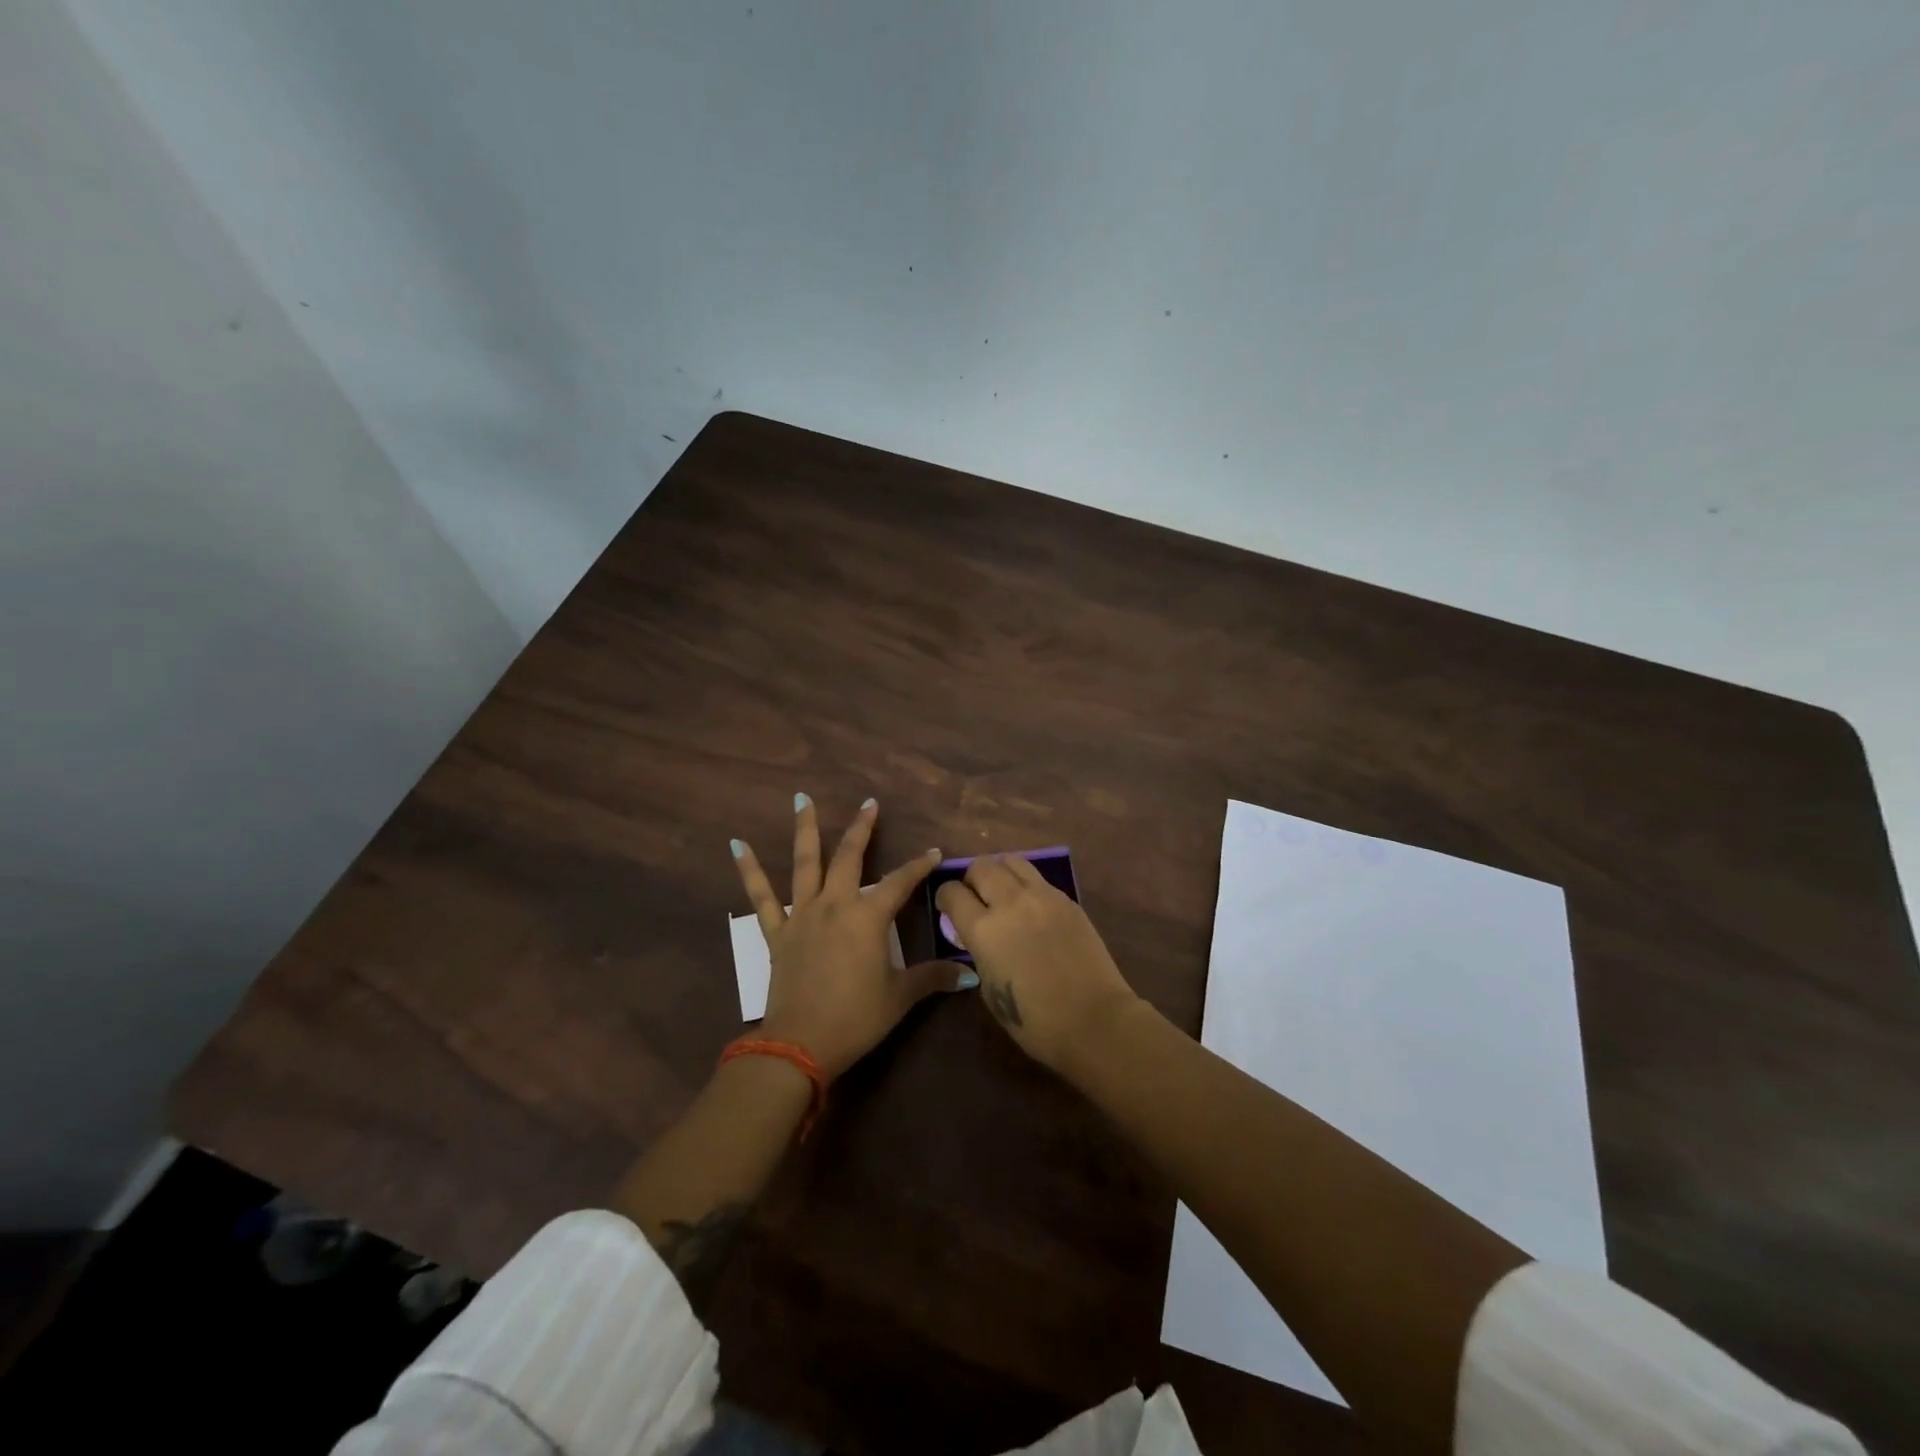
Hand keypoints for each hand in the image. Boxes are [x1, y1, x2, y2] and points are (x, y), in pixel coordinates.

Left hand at [732, 795, 966, 1078]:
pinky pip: (761, 897)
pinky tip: (737, 844)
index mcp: (868, 918)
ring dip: (806, 830)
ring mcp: (802, 915)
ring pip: (805, 864)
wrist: (801, 1044)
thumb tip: (970, 975)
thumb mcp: (900, 997)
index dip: (919, 866)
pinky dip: (749, 870)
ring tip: (802, 799)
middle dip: (862, 829)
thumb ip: (933, 978)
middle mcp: (835, 905)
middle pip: (849, 858)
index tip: (934, 852)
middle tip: (869, 803)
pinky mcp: (777, 932)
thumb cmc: (856, 1018)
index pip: (900, 882)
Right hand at [935, 855, 1138, 1071]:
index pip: (952, 893)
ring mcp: (1043, 897)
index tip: (948, 908)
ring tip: (1004, 893)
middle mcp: (1011, 903)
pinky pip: (1039, 879)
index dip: (945, 897)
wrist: (1094, 1020)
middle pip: (981, 866)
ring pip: (1012, 861)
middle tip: (976, 898)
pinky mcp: (1068, 900)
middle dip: (972, 879)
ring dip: (1000, 873)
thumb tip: (978, 938)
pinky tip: (1032, 907)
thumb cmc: (1035, 1022)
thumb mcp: (990, 990)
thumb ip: (979, 954)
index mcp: (984, 930)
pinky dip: (1027, 885)